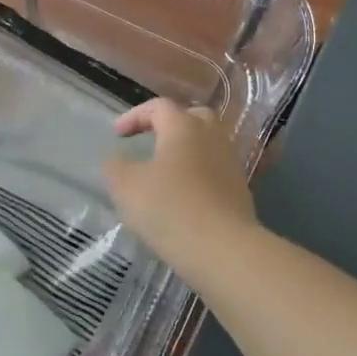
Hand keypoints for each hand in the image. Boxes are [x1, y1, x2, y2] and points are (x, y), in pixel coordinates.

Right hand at [103, 99, 255, 265]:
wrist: (222, 249)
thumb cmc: (169, 208)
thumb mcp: (126, 186)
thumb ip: (115, 166)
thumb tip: (116, 159)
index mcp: (184, 127)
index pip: (159, 106)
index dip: (135, 116)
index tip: (118, 135)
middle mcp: (212, 137)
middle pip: (193, 117)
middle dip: (170, 125)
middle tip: (152, 141)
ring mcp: (231, 164)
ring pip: (208, 145)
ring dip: (186, 152)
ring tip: (166, 172)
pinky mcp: (240, 191)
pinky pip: (215, 172)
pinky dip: (198, 176)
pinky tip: (183, 197)